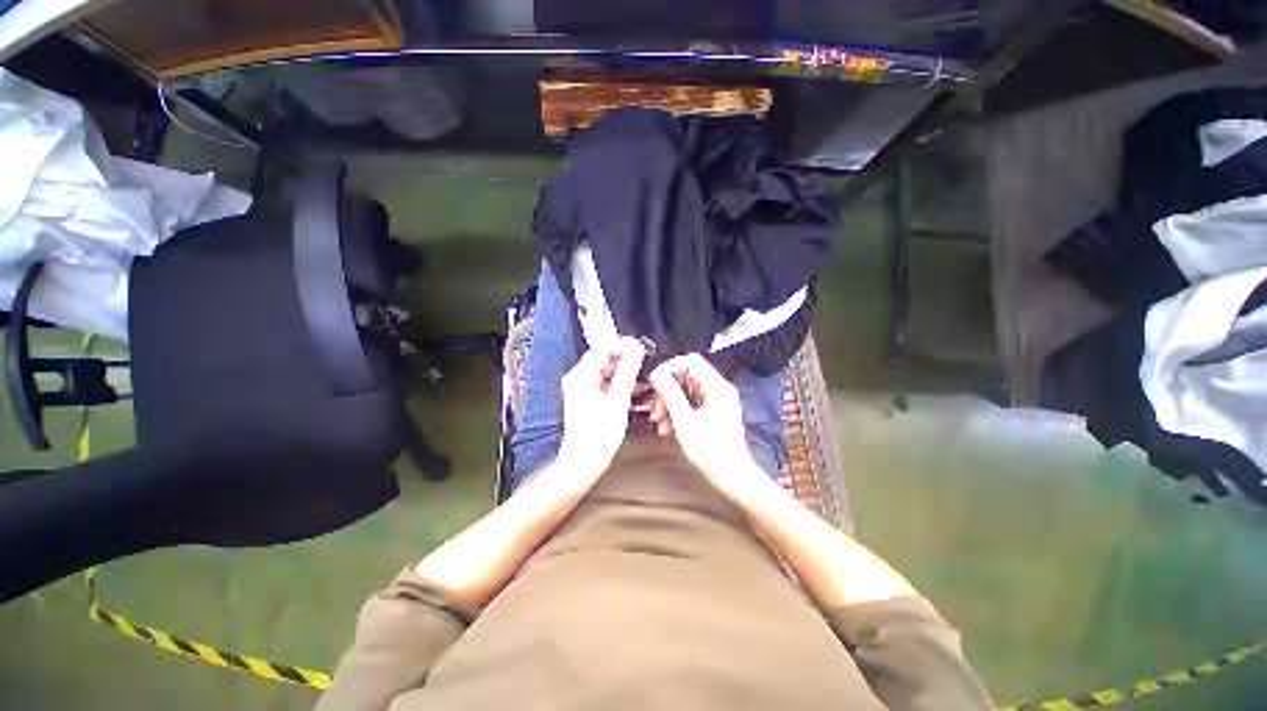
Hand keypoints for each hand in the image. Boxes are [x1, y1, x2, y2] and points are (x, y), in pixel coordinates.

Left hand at [556, 338, 646, 479]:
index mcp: (580, 376)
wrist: (583, 462)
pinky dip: (618, 384)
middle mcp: (578, 380)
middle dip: (624, 359)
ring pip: (606, 372)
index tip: (639, 347)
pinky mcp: (586, 399)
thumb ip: (627, 372)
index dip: (622, 346)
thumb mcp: (618, 400)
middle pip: (604, 360)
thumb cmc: (597, 436)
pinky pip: (604, 384)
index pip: (602, 349)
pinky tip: (633, 389)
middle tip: (643, 361)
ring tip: (642, 376)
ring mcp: (581, 390)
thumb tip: (635, 351)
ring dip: (623, 372)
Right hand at [647, 354, 765, 498]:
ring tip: (661, 423)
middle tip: (656, 410)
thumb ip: (670, 395)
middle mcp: (718, 390)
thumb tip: (658, 375)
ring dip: (669, 404)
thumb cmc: (713, 453)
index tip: (655, 382)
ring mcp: (716, 401)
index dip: (669, 368)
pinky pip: (691, 404)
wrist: (732, 477)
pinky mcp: (713, 413)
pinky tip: (669, 428)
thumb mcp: (685, 422)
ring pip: (686, 391)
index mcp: (717, 387)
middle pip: (686, 377)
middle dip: (667, 391)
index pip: (690, 361)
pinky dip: (677, 413)